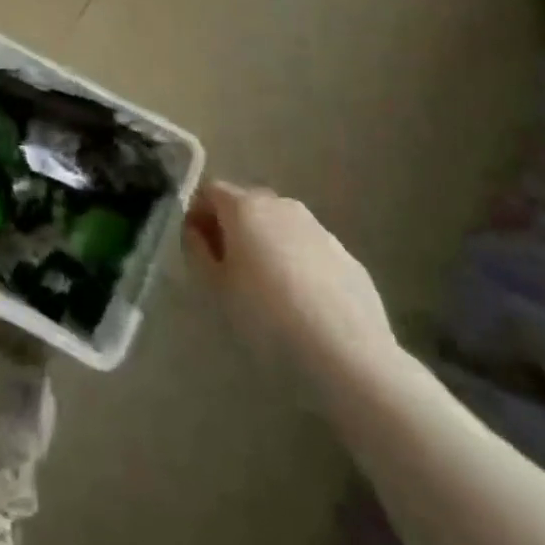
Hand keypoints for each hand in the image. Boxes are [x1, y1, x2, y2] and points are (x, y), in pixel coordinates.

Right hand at [183, 182, 397, 383]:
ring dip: (266, 242)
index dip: (198, 212)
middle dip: (232, 225)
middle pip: (247, 203)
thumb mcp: (215, 287)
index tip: (197, 245)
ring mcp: (319, 228)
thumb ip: (197, 250)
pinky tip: (300, 301)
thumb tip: (196, 230)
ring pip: (280, 224)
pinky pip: (308, 248)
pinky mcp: (346, 255)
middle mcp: (282, 205)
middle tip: (226, 265)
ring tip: (265, 285)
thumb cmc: (267, 316)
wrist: (348, 354)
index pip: (210, 190)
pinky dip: (296, 261)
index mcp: (245, 207)